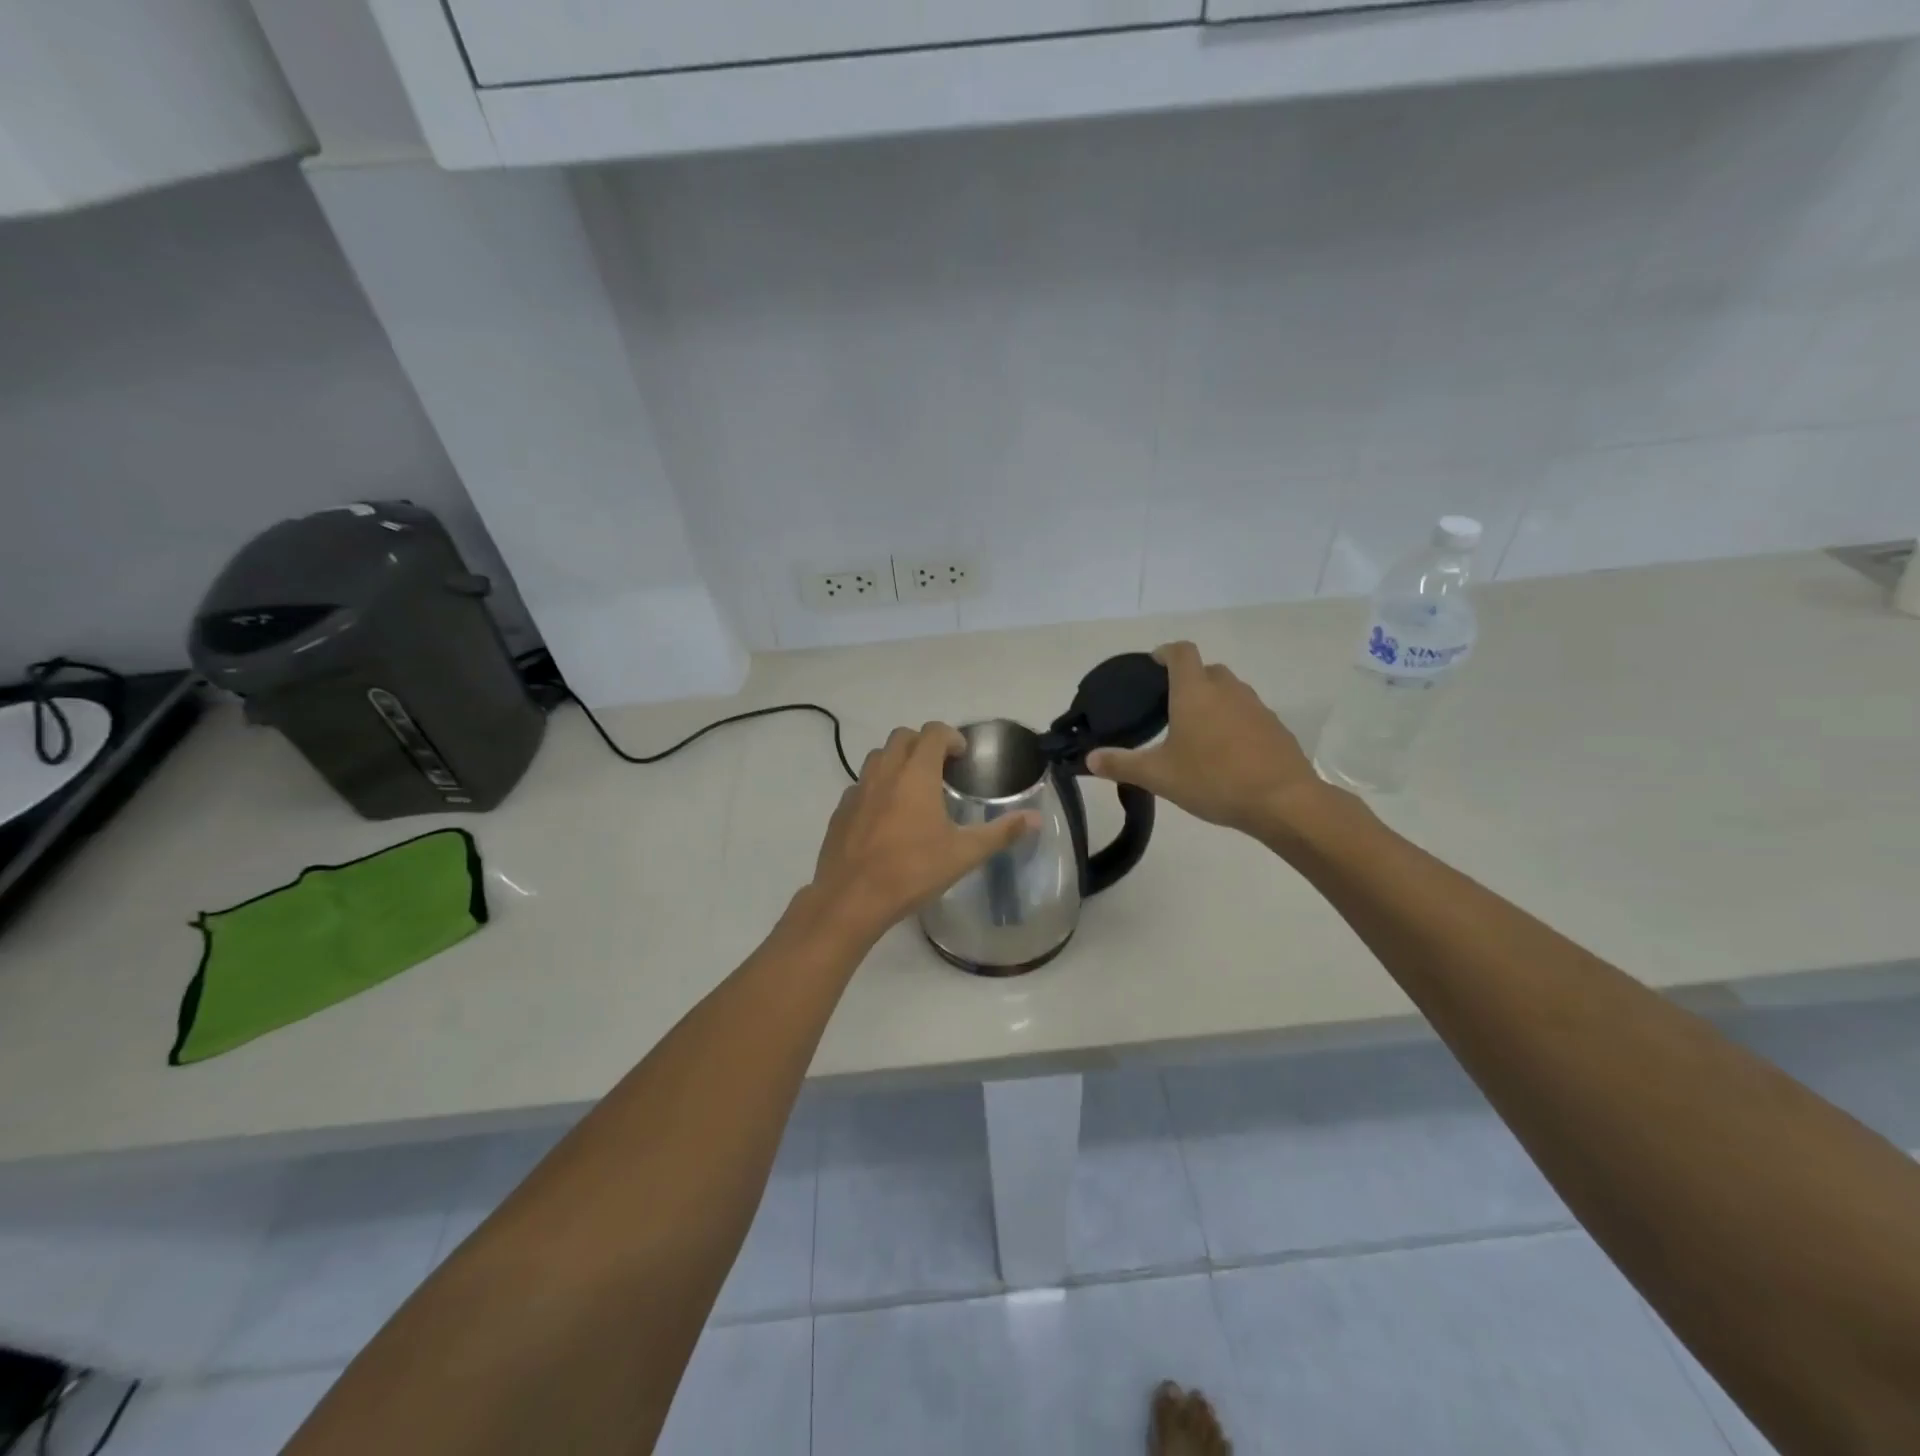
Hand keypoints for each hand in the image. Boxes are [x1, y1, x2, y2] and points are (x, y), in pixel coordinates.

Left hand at [805, 723, 1038, 942]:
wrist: (851, 898)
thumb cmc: (912, 871)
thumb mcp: (964, 854)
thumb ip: (1001, 832)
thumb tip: (1035, 818)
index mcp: (917, 774)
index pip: (933, 732)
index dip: (951, 737)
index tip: (962, 756)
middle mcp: (885, 772)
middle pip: (903, 737)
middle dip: (923, 743)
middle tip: (941, 768)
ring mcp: (858, 789)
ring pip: (878, 757)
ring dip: (898, 760)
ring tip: (914, 788)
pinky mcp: (840, 810)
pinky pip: (861, 784)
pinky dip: (877, 787)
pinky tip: (886, 816)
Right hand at [1088, 642, 1332, 839]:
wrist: (1282, 801)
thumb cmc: (1213, 780)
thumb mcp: (1159, 776)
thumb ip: (1122, 764)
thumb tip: (1089, 759)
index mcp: (1195, 692)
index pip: (1181, 652)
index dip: (1165, 652)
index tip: (1153, 664)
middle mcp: (1227, 689)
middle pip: (1206, 670)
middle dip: (1188, 680)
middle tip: (1169, 706)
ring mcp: (1256, 706)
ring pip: (1230, 691)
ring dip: (1213, 701)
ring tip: (1196, 731)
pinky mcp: (1275, 727)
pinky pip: (1248, 713)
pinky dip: (1233, 722)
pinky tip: (1225, 752)